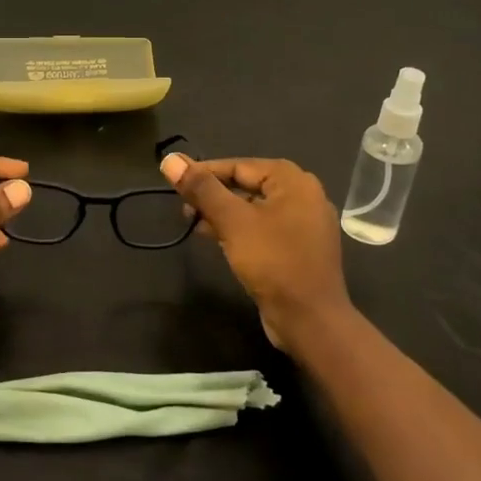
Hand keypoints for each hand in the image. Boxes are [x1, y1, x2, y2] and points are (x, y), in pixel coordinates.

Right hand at [160, 154, 351, 350]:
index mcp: (293, 181)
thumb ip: (201, 189)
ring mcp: (304, 223)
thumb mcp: (232, 221)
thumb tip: (170, 160)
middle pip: (248, 184)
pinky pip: (263, 228)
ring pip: (254, 208)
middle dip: (213, 194)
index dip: (203, 172)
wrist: (310, 319)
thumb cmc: (272, 262)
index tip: (174, 181)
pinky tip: (216, 239)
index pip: (238, 165)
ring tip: (193, 223)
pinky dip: (239, 229)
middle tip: (183, 207)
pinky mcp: (299, 248)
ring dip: (223, 213)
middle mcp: (303, 195)